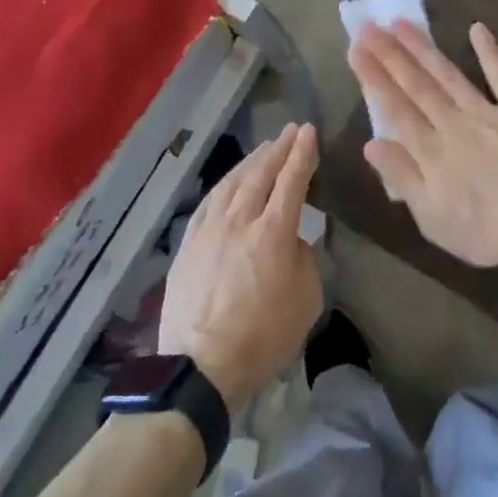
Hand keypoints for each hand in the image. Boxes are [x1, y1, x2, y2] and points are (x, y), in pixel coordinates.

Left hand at [159, 123, 322, 413]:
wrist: (201, 365)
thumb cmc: (263, 337)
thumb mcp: (306, 301)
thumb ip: (304, 260)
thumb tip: (292, 241)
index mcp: (273, 233)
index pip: (291, 181)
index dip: (302, 154)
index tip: (308, 132)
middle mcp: (240, 221)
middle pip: (261, 174)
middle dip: (278, 149)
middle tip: (290, 131)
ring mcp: (209, 229)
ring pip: (232, 182)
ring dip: (251, 161)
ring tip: (264, 148)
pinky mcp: (189, 243)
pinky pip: (210, 201)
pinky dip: (225, 183)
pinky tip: (230, 180)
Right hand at [346, 21, 497, 272]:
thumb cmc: (485, 232)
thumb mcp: (432, 218)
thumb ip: (402, 177)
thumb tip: (370, 144)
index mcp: (431, 151)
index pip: (395, 108)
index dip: (373, 78)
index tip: (355, 50)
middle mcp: (453, 124)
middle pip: (416, 85)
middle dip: (389, 54)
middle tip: (368, 26)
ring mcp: (488, 113)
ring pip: (448, 75)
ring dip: (423, 48)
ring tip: (401, 23)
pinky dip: (489, 52)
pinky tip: (477, 28)